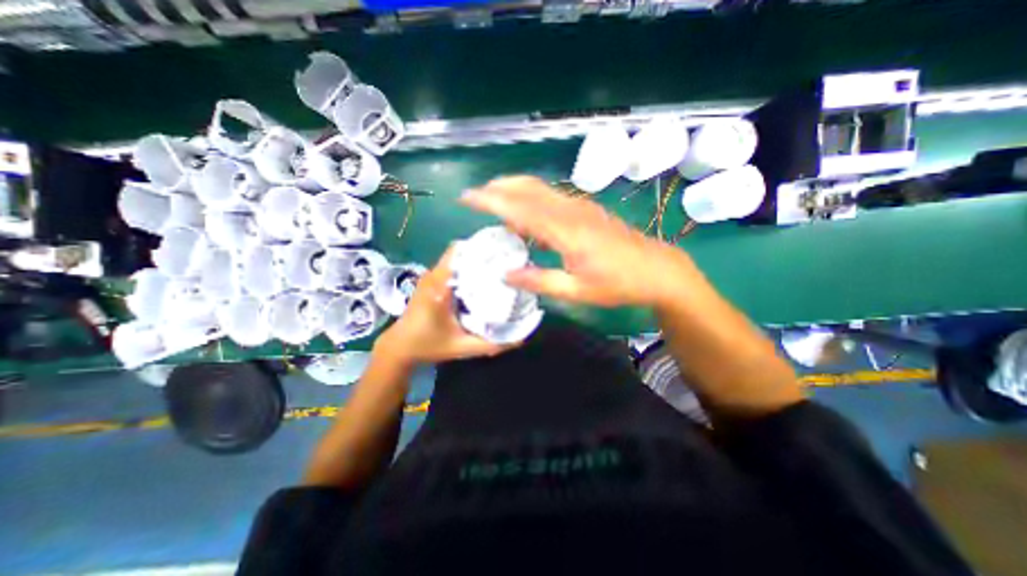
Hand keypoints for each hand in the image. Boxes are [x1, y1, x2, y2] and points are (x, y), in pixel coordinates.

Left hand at [373, 245, 513, 364]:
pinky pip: (452, 267)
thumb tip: (521, 338)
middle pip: (462, 253)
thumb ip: (491, 344)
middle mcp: (434, 275)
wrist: (400, 347)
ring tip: (498, 270)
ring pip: (457, 259)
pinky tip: (481, 281)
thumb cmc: (428, 345)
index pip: (460, 253)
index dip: (482, 249)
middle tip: (507, 264)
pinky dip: (467, 270)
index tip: (504, 253)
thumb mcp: (462, 347)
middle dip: (483, 255)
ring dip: (475, 262)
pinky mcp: (430, 281)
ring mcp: (431, 277)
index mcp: (440, 286)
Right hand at [464, 175, 697, 309]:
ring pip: (540, 189)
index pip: (520, 209)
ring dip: (514, 191)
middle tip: (476, 196)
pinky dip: (530, 200)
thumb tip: (505, 274)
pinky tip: (524, 217)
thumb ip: (539, 281)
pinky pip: (551, 199)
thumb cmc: (617, 283)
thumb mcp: (576, 291)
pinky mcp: (585, 210)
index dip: (491, 201)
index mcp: (566, 232)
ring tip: (493, 203)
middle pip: (528, 188)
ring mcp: (580, 207)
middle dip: (499, 188)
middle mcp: (570, 212)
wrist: (656, 270)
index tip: (467, 197)